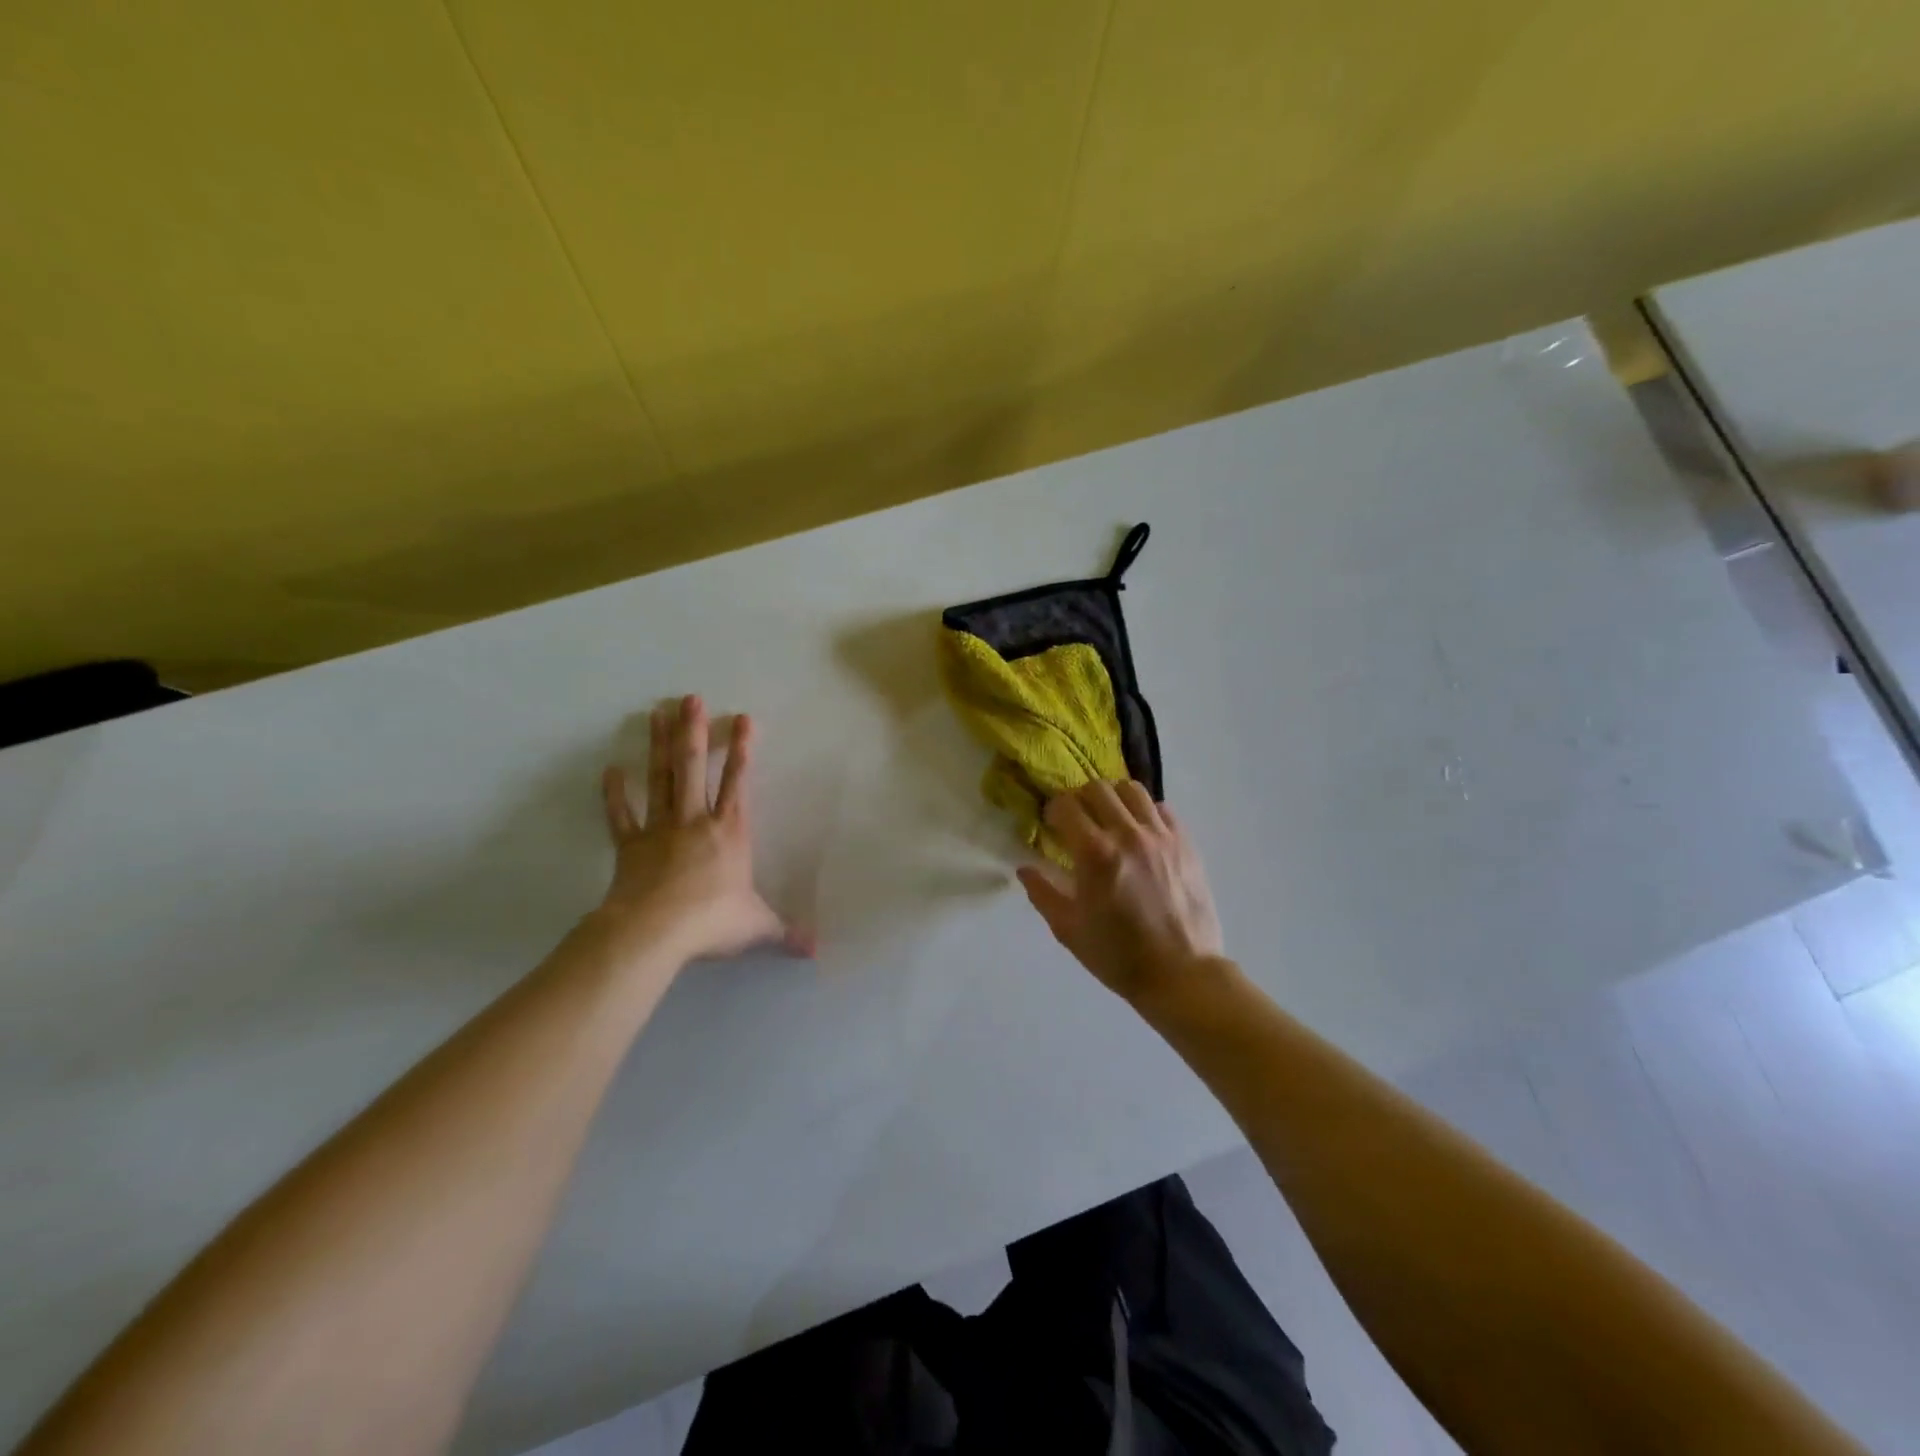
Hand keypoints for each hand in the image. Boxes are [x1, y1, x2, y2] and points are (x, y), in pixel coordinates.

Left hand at [595, 695, 811, 963]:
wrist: (654, 932)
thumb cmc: (711, 921)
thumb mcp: (757, 927)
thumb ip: (786, 933)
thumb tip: (817, 952)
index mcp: (730, 832)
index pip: (739, 782)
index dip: (742, 750)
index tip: (742, 717)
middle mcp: (696, 820)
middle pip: (694, 767)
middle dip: (694, 731)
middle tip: (688, 698)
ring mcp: (660, 829)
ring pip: (661, 779)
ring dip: (658, 746)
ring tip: (655, 712)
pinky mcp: (630, 845)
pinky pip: (621, 815)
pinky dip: (614, 794)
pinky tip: (609, 770)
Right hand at [1017, 781, 1224, 1006]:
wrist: (1181, 975)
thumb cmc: (1118, 956)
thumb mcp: (1069, 930)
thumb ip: (1043, 893)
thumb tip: (1025, 869)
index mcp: (1095, 853)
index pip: (1066, 805)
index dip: (1053, 811)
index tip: (1052, 825)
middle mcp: (1128, 834)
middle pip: (1097, 788)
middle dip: (1080, 799)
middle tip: (1079, 821)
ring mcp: (1161, 836)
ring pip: (1132, 790)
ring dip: (1114, 799)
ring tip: (1111, 820)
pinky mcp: (1186, 844)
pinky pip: (1163, 810)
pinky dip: (1146, 813)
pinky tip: (1141, 834)